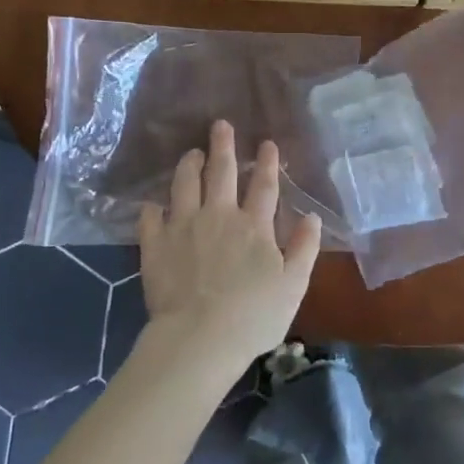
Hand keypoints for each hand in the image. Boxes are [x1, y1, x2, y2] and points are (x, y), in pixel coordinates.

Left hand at [136, 120, 321, 381]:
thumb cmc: (254, 316)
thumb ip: (304, 248)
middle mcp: (218, 216)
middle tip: (220, 125)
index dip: (267, 162)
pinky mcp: (155, 245)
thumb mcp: (293, 285)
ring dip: (189, 165)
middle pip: (221, 172)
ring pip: (184, 185)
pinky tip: (152, 204)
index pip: (263, 185)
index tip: (267, 143)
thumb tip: (313, 217)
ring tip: (191, 153)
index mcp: (254, 226)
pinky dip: (152, 208)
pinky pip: (150, 218)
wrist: (199, 338)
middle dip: (223, 146)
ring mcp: (183, 227)